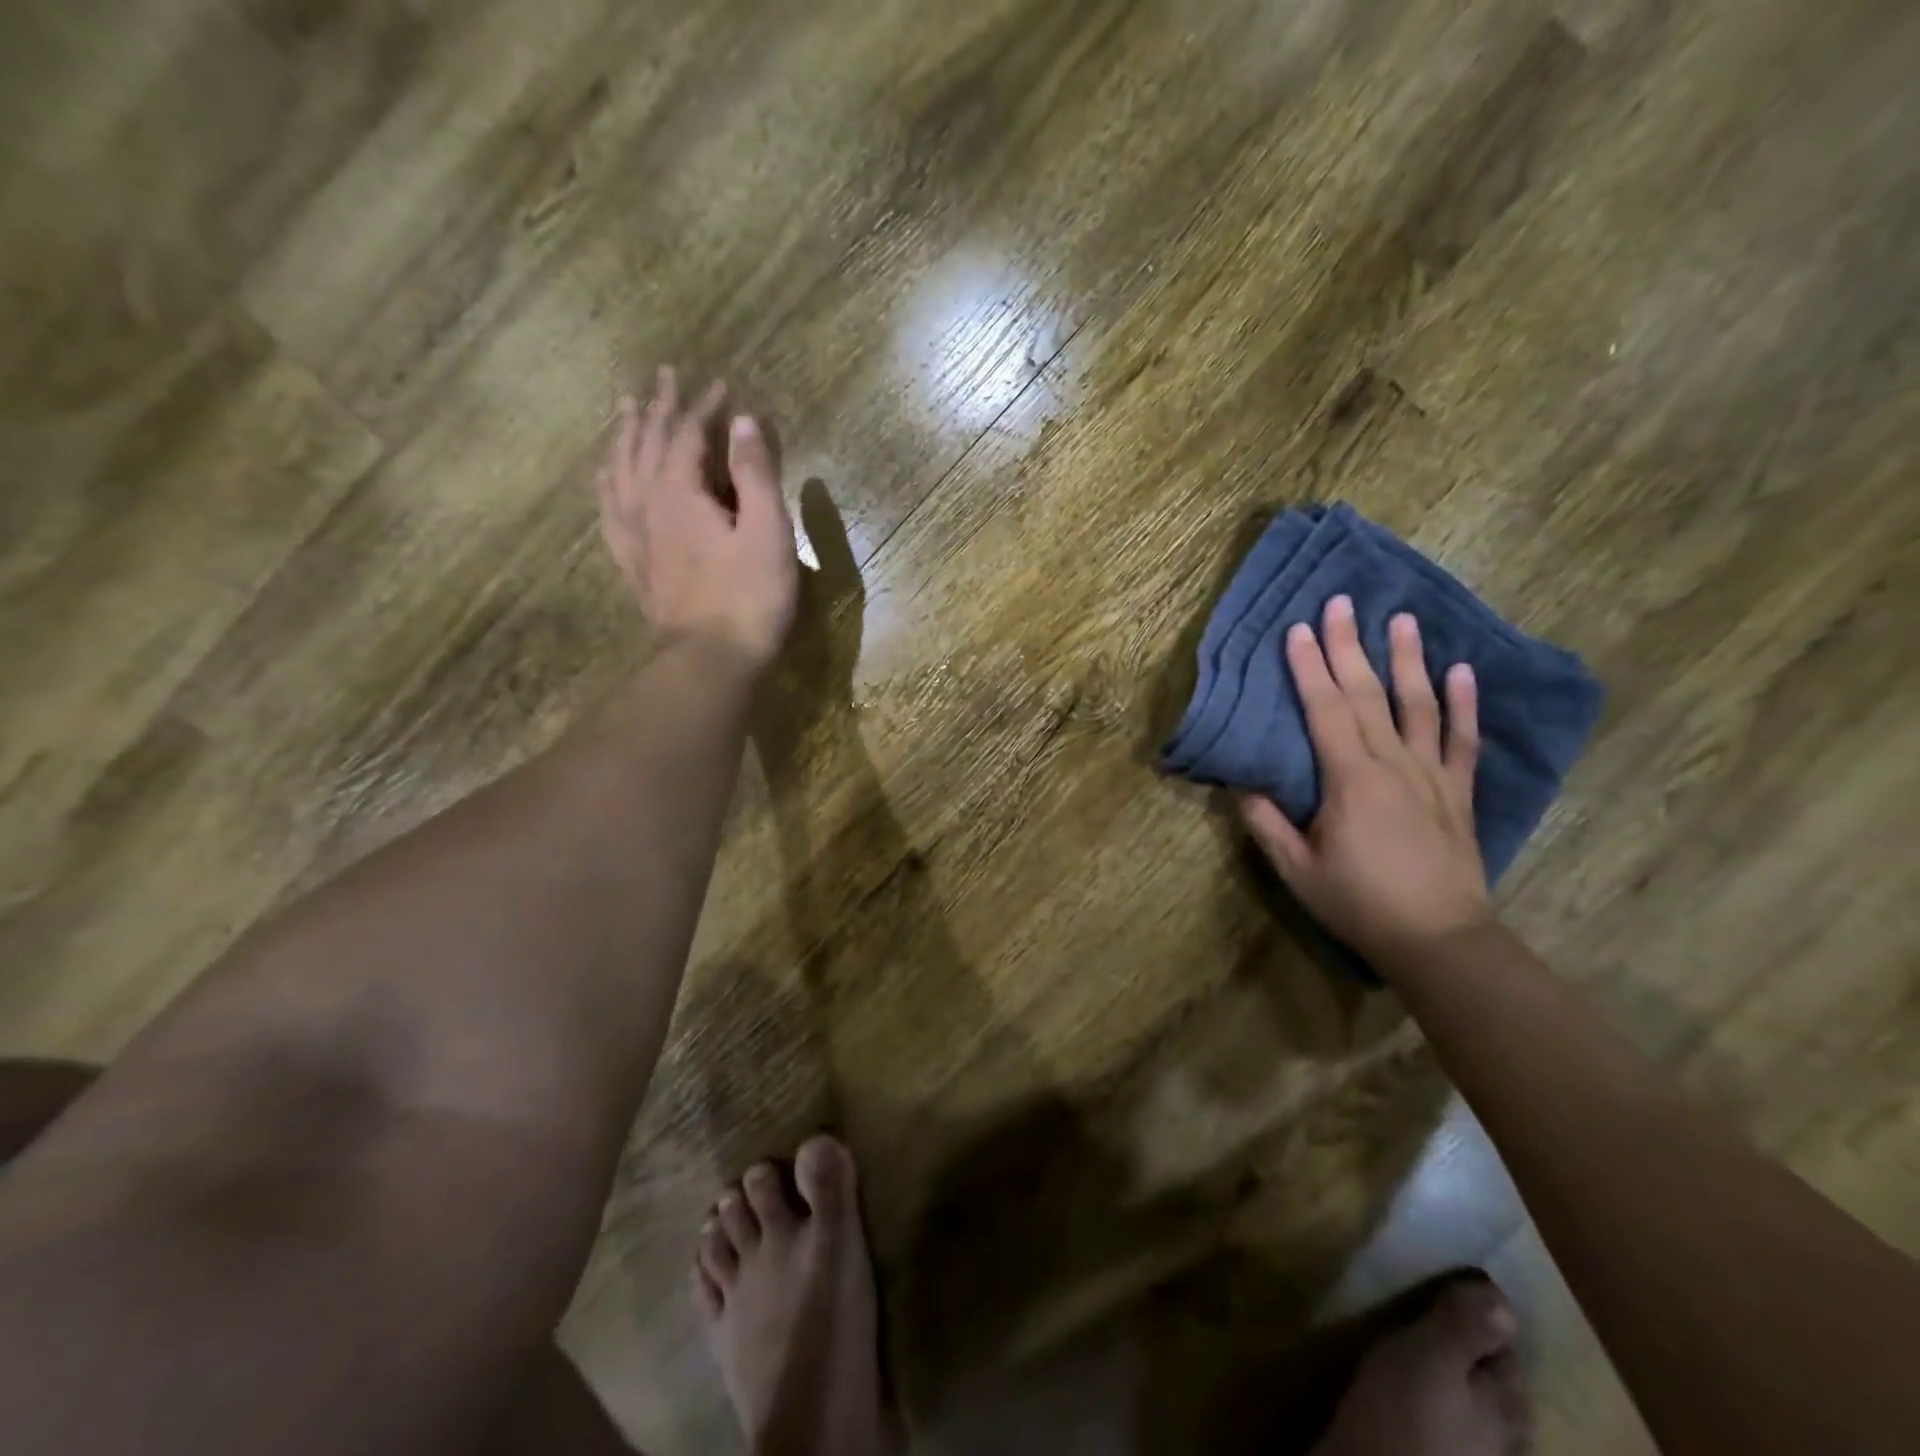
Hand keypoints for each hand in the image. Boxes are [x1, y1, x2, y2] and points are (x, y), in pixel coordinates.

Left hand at [598, 367, 798, 671]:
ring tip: (625, 409)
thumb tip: (743, 421)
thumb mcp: (767, 531)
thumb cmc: (748, 596)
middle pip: (645, 444)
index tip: (722, 386)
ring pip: (621, 471)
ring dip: (625, 436)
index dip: (705, 407)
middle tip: (662, 376)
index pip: (687, 434)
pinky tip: (604, 478)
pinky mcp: (635, 564)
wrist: (710, 660)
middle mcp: (648, 504)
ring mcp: (635, 536)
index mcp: (680, 492)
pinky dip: (607, 486)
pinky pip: (611, 512)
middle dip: (657, 408)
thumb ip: (755, 474)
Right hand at [1240, 596, 1493, 966]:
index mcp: (1350, 779)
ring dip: (1408, 660)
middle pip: (1368, 695)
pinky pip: (1463, 740)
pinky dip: (1464, 704)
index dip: (1309, 668)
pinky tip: (1462, 671)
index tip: (1298, 629)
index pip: (1326, 710)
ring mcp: (1432, 774)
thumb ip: (1267, 824)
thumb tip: (1243, 786)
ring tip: (1401, 619)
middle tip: (1342, 602)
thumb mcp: (1296, 869)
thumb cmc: (1359, 903)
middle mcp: (1393, 764)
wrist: (1439, 940)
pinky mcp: (1458, 792)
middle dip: (1350, 646)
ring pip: (1420, 706)